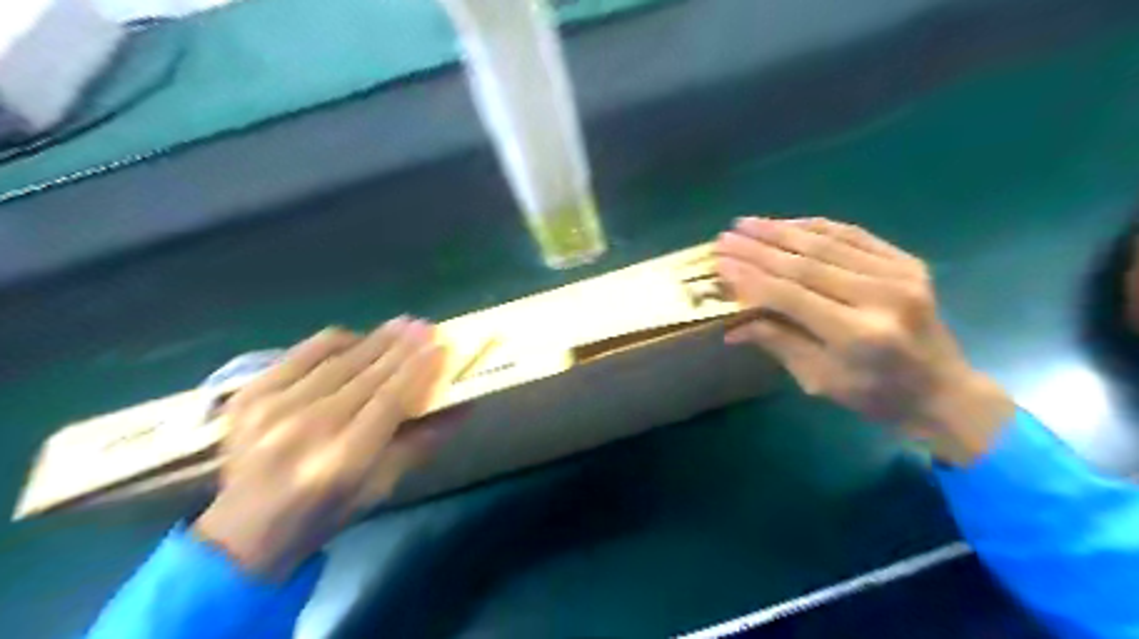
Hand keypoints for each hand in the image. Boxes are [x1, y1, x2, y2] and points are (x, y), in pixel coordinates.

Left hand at [192, 317, 451, 582]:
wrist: (244, 530)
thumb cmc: (326, 513)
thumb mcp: (383, 486)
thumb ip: (424, 440)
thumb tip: (464, 405)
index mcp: (343, 459)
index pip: (391, 399)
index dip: (419, 369)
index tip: (441, 346)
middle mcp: (306, 428)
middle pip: (367, 373)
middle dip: (403, 346)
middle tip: (427, 326)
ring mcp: (272, 408)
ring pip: (339, 358)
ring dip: (375, 338)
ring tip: (401, 325)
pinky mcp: (249, 395)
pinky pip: (304, 352)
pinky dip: (336, 341)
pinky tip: (357, 339)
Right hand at [713, 217, 1009, 464]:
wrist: (944, 391)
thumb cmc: (875, 396)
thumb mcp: (819, 380)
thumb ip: (778, 343)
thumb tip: (732, 326)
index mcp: (858, 335)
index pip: (792, 296)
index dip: (752, 279)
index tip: (720, 264)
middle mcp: (881, 297)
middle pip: (806, 264)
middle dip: (758, 249)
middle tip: (724, 238)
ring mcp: (899, 274)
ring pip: (827, 243)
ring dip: (781, 230)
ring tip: (745, 223)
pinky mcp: (907, 262)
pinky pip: (853, 235)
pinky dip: (816, 226)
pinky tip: (787, 223)